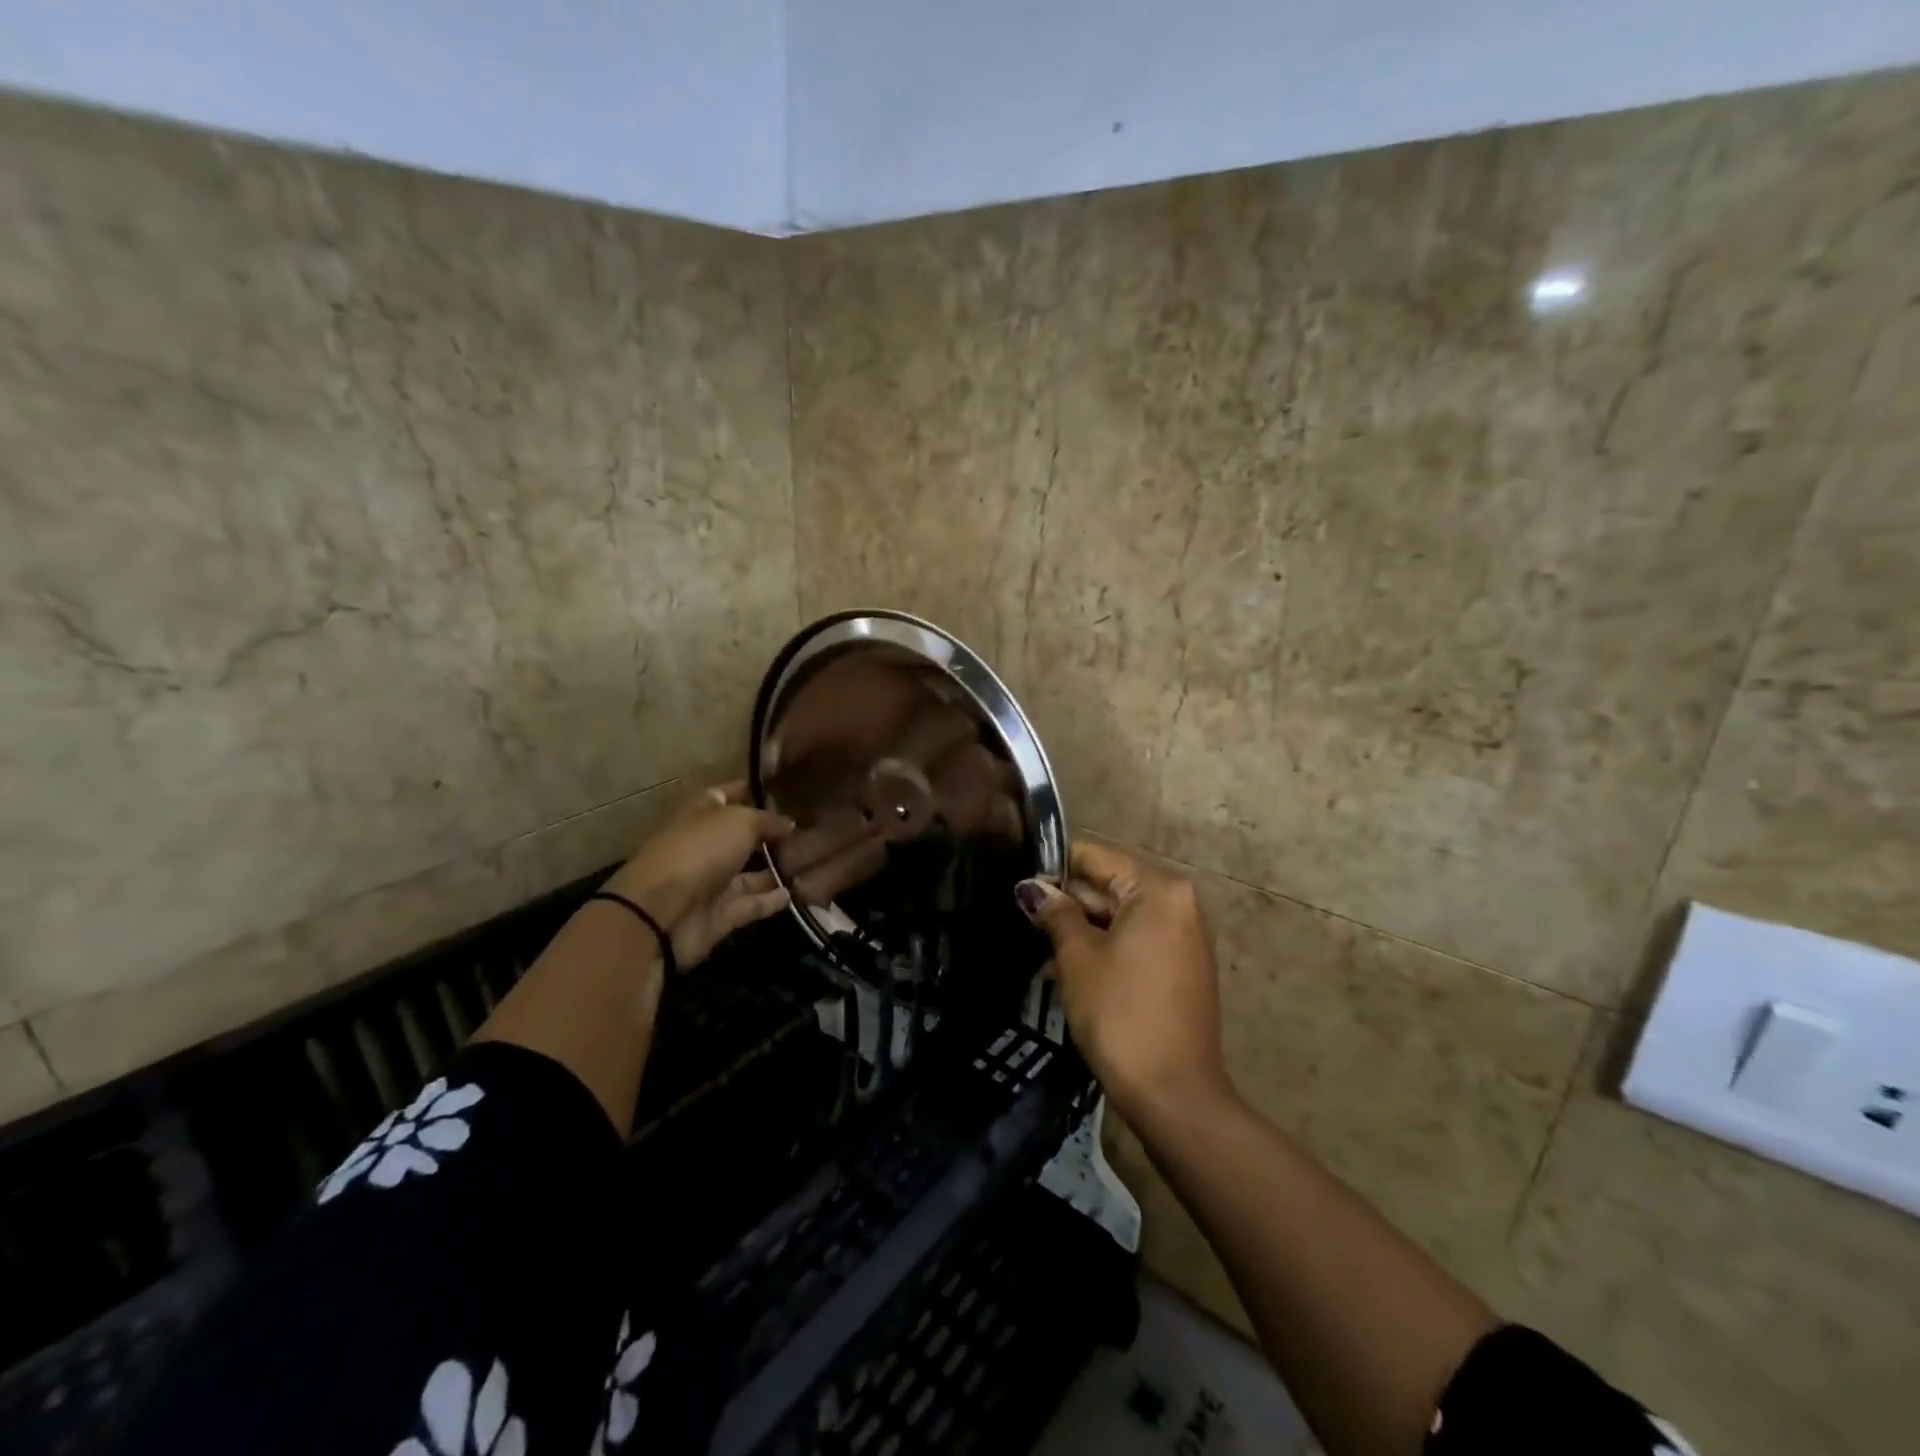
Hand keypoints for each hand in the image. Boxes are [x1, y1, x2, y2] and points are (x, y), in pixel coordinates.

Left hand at [603, 782, 794, 967]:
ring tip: (812, 862)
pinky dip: (772, 900)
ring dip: (777, 868)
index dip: (753, 790)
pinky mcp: (721, 915)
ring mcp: (712, 882)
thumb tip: (789, 825)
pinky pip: (752, 904)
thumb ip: (768, 821)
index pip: (727, 795)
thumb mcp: (740, 821)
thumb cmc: (699, 851)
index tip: (786, 788)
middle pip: (742, 836)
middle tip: (811, 829)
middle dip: (772, 833)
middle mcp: (705, 845)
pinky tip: (798, 893)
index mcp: (700, 814)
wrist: (663, 914)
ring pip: (750, 873)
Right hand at [1016, 842, 1234, 1128]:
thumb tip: (1032, 888)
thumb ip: (1055, 913)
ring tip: (1041, 951)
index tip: (1021, 891)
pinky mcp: (1182, 966)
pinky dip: (1105, 948)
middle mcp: (1179, 903)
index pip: (1095, 855)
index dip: (1054, 869)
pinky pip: (1136, 940)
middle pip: (1110, 883)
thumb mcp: (1078, 957)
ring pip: (1120, 915)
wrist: (1174, 1095)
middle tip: (1026, 924)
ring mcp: (1184, 936)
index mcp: (1159, 889)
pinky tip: (1070, 971)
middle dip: (1068, 903)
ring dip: (1082, 929)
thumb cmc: (1120, 1014)